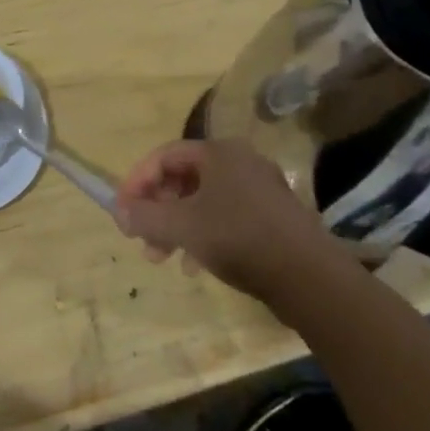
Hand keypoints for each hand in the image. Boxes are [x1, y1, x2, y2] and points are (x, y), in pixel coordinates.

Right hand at [114, 138, 354, 301]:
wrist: (310, 277)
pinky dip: (202, 234)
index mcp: (218, 152)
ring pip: (202, 201)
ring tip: (162, 258)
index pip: (164, 156)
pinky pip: (224, 216)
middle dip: (156, 209)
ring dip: (175, 226)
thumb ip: (144, 215)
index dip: (136, 181)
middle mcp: (240, 162)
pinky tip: (195, 265)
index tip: (121, 209)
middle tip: (141, 238)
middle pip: (182, 178)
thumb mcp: (181, 226)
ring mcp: (259, 189)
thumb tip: (119, 210)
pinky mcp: (272, 217)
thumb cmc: (238, 238)